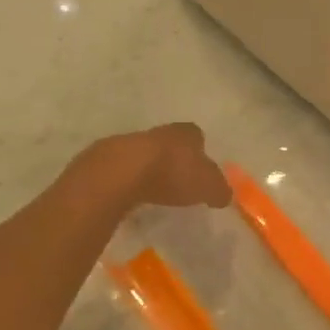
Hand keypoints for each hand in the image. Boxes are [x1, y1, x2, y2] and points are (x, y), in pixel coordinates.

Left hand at [73, 124, 232, 210]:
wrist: (122, 172)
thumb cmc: (173, 174)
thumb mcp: (208, 186)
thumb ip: (219, 189)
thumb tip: (224, 195)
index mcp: (184, 133)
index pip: (196, 136)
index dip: (199, 151)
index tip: (200, 168)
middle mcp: (157, 133)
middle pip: (168, 143)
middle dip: (173, 159)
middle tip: (178, 181)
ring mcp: (129, 143)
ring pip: (144, 154)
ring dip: (148, 169)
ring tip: (154, 191)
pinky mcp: (106, 160)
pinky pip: (123, 170)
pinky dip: (129, 181)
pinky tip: (131, 197)